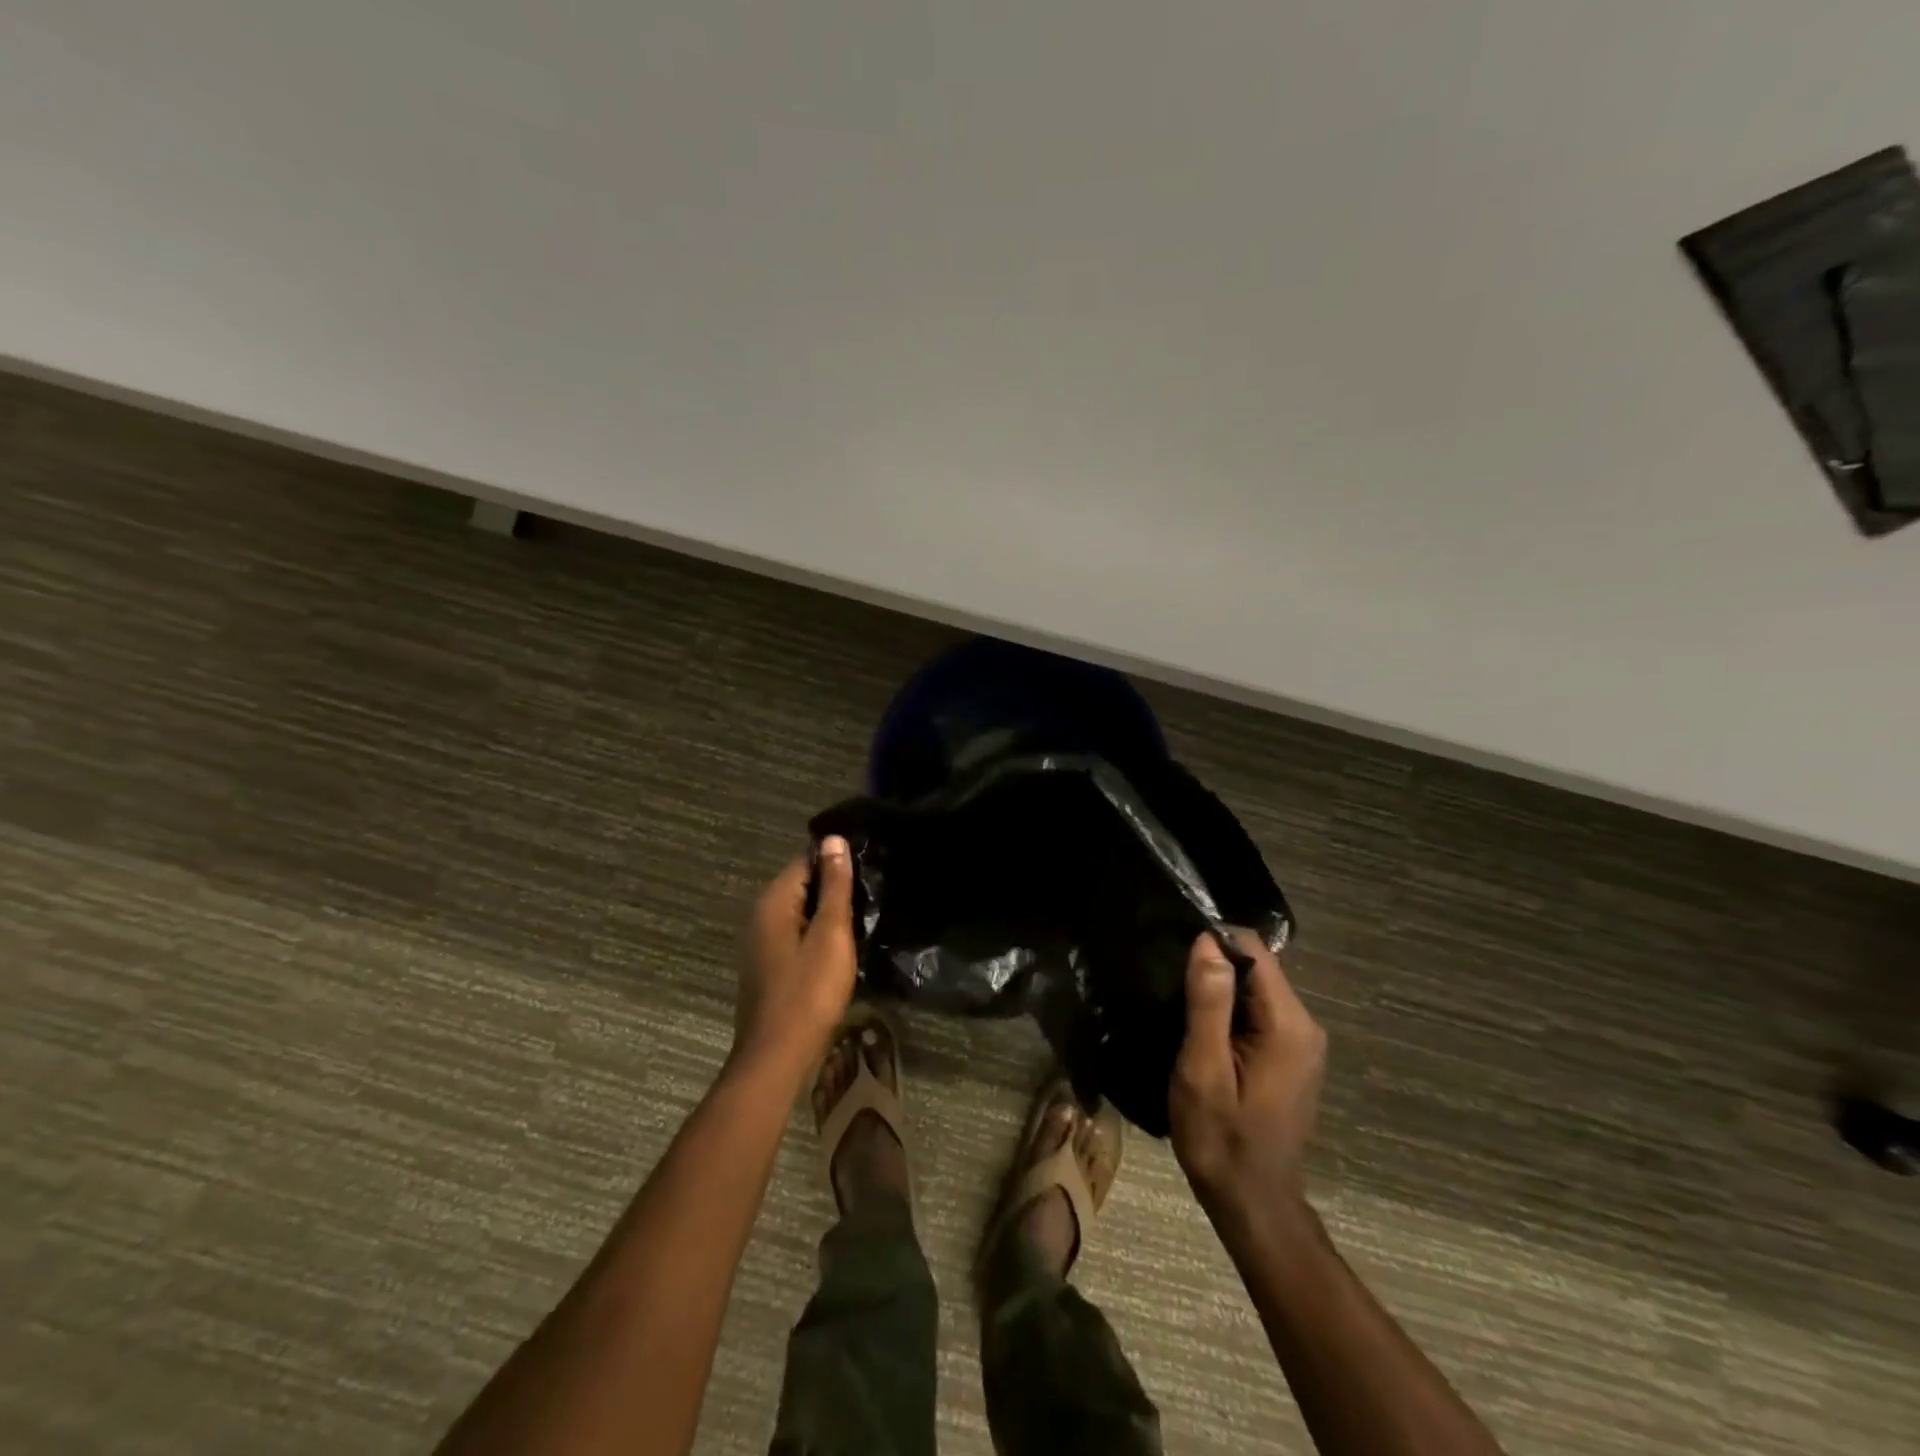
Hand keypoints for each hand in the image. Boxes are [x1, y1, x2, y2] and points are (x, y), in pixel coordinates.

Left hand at [735, 836, 859, 1074]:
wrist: (777, 1056)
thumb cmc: (808, 992)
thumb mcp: (831, 934)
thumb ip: (834, 887)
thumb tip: (833, 840)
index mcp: (773, 902)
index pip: (805, 860)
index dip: (836, 860)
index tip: (869, 866)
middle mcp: (761, 915)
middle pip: (801, 885)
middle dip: (834, 887)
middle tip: (872, 893)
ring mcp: (761, 942)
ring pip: (801, 912)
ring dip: (828, 913)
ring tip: (863, 916)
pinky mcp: (768, 965)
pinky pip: (796, 934)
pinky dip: (818, 934)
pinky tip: (841, 946)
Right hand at [1169, 928, 1326, 1218]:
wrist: (1251, 1203)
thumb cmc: (1221, 1139)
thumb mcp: (1203, 1069)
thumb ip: (1209, 1003)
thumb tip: (1208, 941)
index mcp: (1289, 1024)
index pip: (1254, 950)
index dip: (1213, 941)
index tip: (1174, 954)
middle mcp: (1305, 1025)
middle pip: (1258, 966)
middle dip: (1214, 964)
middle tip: (1169, 981)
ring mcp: (1302, 1042)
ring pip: (1257, 987)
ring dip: (1219, 987)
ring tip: (1178, 1000)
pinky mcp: (1291, 1055)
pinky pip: (1259, 1010)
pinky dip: (1230, 1008)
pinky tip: (1202, 1026)